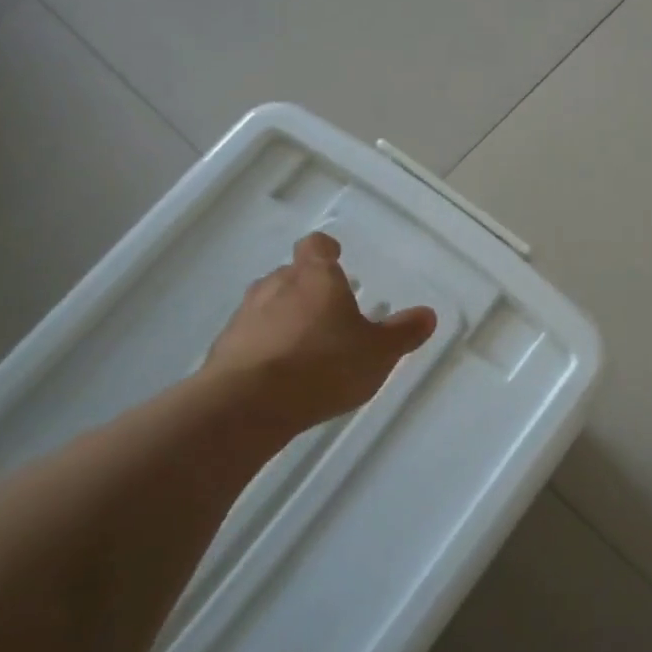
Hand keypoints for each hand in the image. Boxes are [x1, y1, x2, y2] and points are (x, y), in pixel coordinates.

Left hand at [201, 232, 436, 437]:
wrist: (248, 404)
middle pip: (291, 275)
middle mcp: (276, 285)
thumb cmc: (323, 365)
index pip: (316, 246)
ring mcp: (245, 315)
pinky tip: (279, 373)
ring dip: (284, 317)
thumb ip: (402, 333)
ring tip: (304, 345)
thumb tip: (427, 314)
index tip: (335, 257)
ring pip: (268, 305)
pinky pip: (250, 337)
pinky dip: (264, 346)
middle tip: (328, 311)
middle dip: (308, 288)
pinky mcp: (224, 348)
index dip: (326, 250)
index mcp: (315, 277)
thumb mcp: (377, 353)